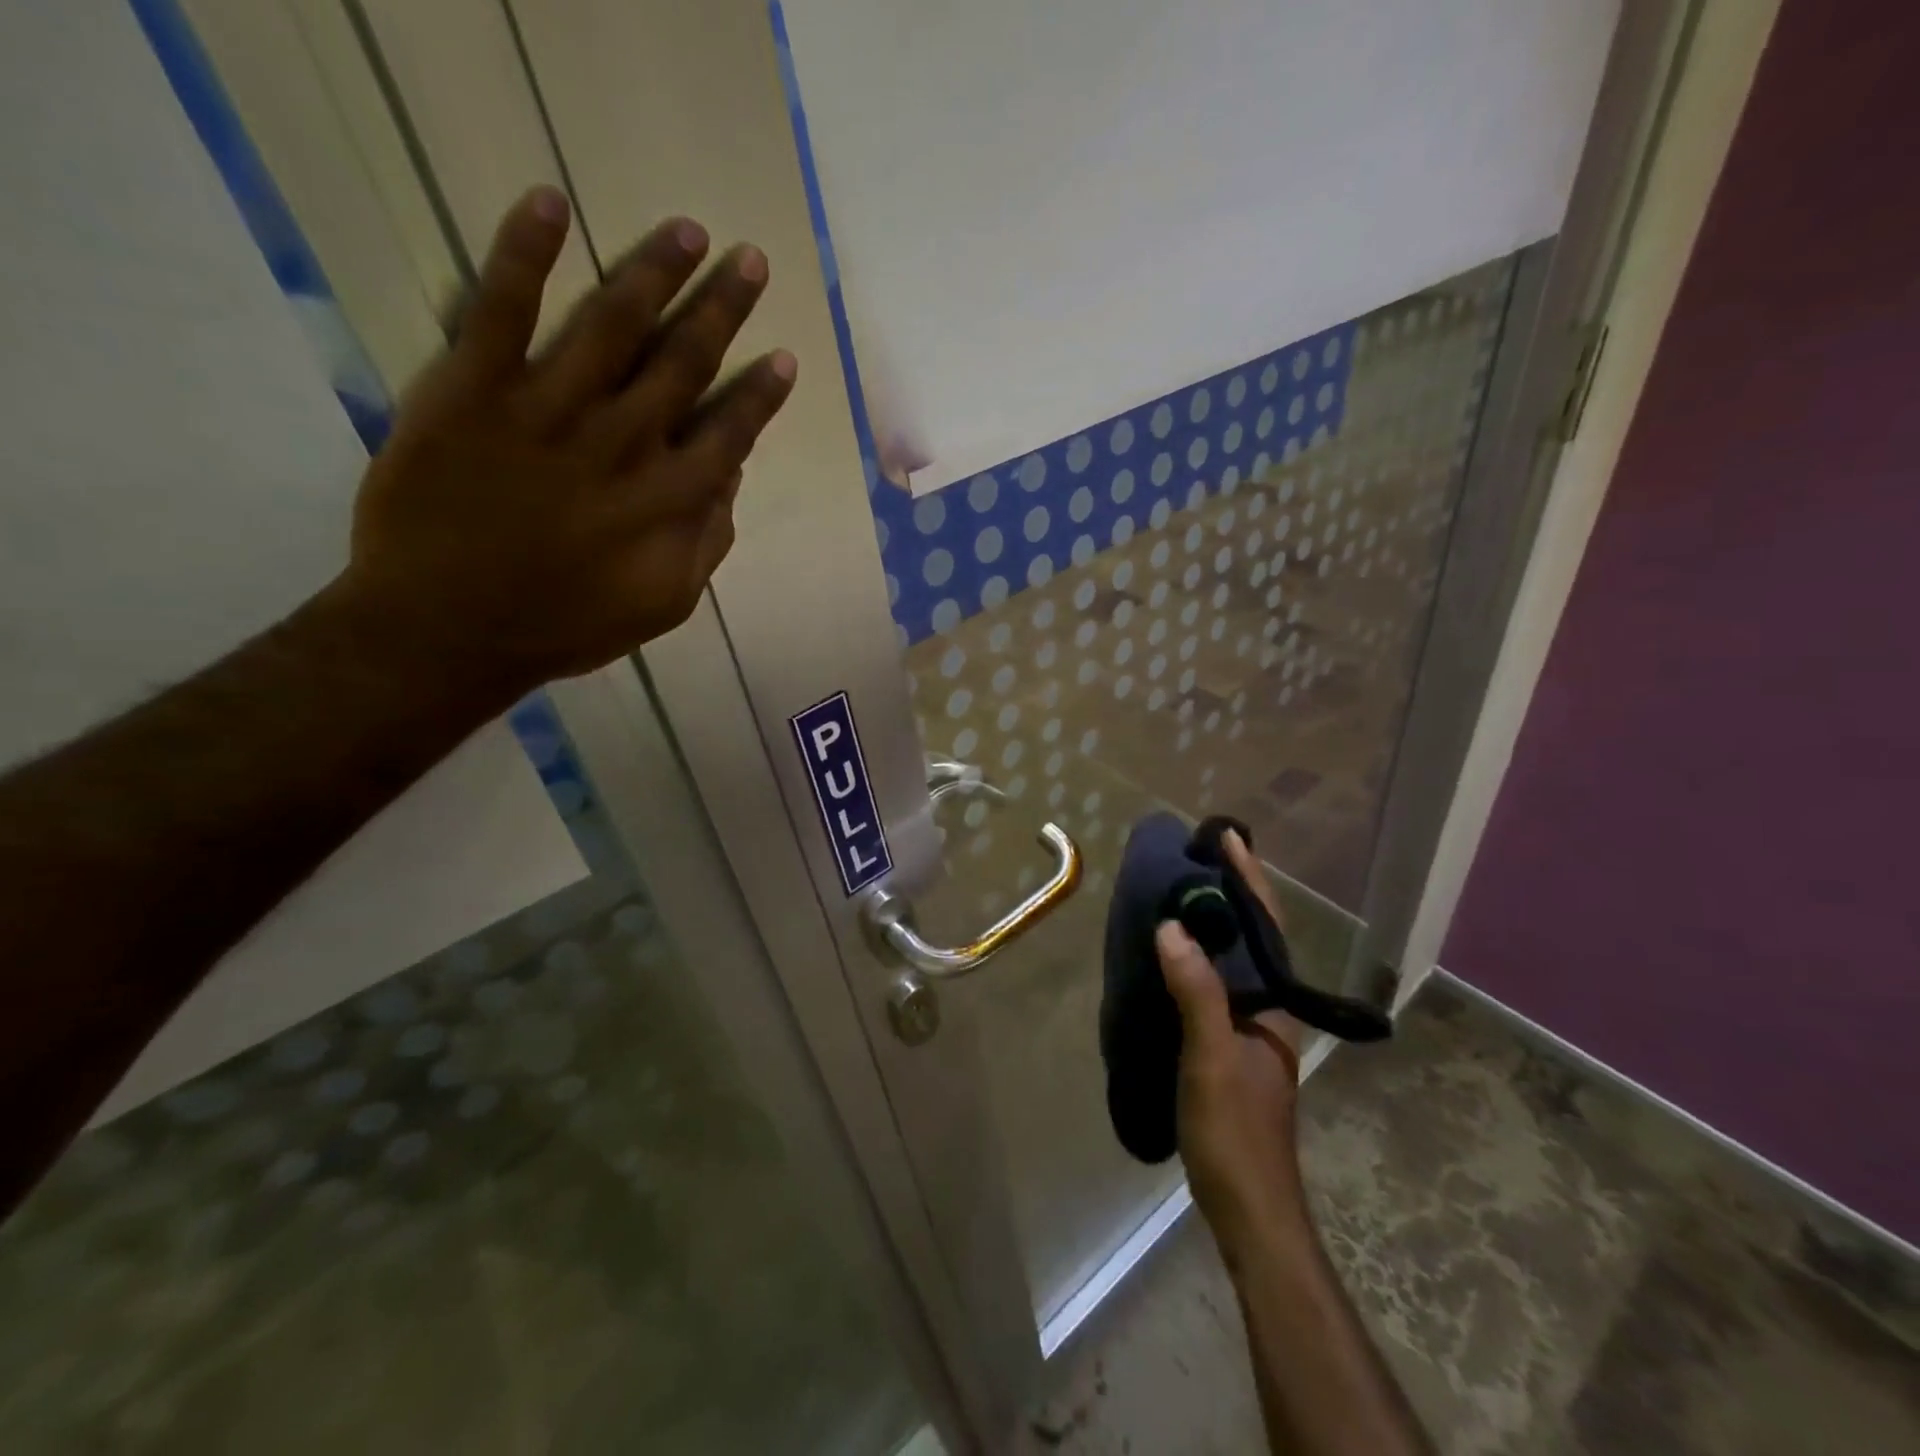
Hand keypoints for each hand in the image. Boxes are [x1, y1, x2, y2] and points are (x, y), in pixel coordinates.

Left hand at [337, 185, 795, 704]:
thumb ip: (706, 542)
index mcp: (668, 500)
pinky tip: (552, 203)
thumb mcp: (664, 605)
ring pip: (614, 324)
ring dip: (655, 271)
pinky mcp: (474, 390)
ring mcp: (548, 410)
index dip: (760, 394)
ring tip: (689, 231)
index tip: (783, 356)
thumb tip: (730, 478)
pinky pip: (500, 308)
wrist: (448, 628)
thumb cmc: (566, 625)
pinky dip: (524, 252)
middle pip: (684, 363)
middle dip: (723, 310)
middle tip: (750, 261)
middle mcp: (622, 443)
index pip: (730, 433)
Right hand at [1157, 831, 1307, 1247]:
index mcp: (1274, 1006)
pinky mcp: (1227, 1049)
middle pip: (1253, 938)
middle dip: (1230, 893)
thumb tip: (1172, 927)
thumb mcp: (1210, 1059)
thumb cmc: (1235, 1133)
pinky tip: (1167, 958)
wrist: (1249, 1209)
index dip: (1249, 880)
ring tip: (1178, 892)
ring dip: (1213, 923)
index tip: (1227, 838)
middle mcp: (1268, 1010)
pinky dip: (1195, 959)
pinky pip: (1213, 986)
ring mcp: (1249, 1031)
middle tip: (1194, 857)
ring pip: (1233, 962)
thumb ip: (1196, 993)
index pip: (1267, 927)